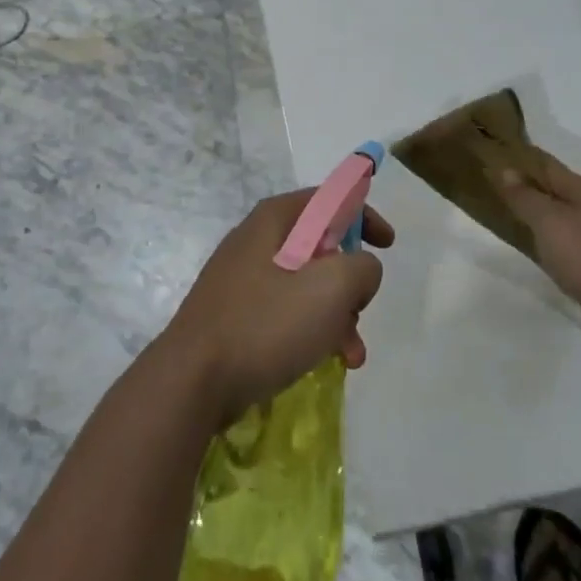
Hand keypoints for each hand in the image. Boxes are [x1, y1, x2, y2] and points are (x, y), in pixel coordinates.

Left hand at [162, 191, 393, 425]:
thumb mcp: (331, 288)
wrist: (192, 381)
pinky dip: (311, 331)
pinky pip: (285, 312)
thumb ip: (362, 267)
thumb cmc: (265, 324)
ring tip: (350, 354)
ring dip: (336, 315)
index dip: (363, 215)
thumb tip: (360, 270)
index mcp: (275, 220)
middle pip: (320, 246)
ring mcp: (242, 278)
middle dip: (350, 281)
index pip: (328, 199)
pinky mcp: (235, 314)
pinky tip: (325, 362)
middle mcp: (256, 240)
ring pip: (306, 285)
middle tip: (361, 310)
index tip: (388, 243)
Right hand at [488, 146, 580, 359]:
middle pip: (549, 188)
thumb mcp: (550, 223)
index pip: (540, 161)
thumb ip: (526, 197)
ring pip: (557, 217)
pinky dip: (548, 243)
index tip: (485, 151)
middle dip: (521, 184)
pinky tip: (536, 254)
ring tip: (503, 218)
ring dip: (534, 214)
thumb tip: (505, 168)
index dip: (514, 155)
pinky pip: (566, 245)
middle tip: (484, 185)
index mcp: (576, 189)